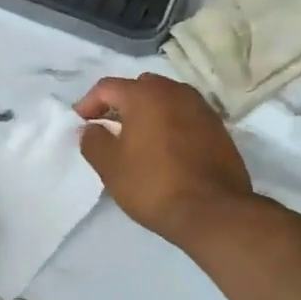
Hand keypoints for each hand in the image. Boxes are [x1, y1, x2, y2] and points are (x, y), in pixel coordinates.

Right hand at [76, 75, 253, 246]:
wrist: (214, 212)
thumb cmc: (153, 184)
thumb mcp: (110, 166)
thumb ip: (93, 140)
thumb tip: (91, 128)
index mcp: (145, 94)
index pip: (107, 87)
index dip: (88, 103)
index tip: (81, 124)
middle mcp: (175, 92)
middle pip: (139, 87)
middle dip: (121, 104)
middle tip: (109, 128)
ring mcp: (201, 108)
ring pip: (166, 100)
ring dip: (148, 113)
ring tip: (138, 139)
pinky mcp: (218, 128)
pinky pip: (185, 116)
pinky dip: (170, 124)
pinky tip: (165, 150)